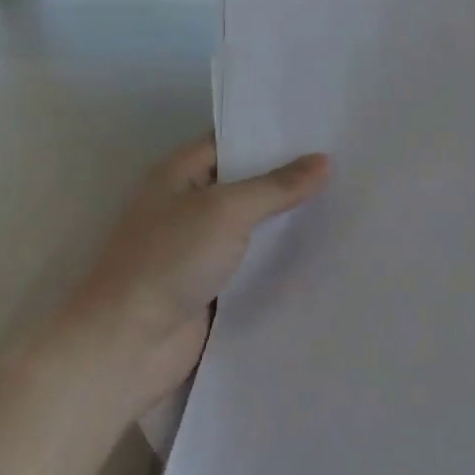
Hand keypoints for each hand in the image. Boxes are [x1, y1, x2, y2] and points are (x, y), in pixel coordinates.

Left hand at [47, 135, 327, 420]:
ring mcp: (203, 245)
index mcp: (181, 173)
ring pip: (258, 221)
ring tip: (349, 196)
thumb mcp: (226, 211)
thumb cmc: (167, 261)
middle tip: (347, 159)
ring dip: (291, 216)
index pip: (236, 139)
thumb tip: (324, 161)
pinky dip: (284, 254)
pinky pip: (258, 259)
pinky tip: (326, 243)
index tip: (323, 125)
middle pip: (250, 180)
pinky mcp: (216, 283)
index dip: (276, 132)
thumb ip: (277, 186)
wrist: (125, 348)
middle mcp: (192, 203)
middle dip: (292, 174)